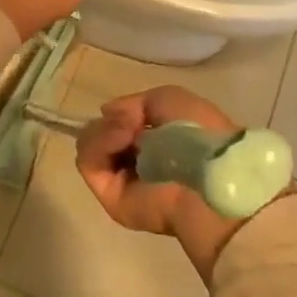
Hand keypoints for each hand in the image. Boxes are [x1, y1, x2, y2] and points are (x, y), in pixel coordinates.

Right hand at [75, 86, 257, 279]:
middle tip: (132, 122)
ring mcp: (121, 179)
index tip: (133, 112)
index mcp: (155, 142)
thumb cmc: (197, 132)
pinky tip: (121, 138)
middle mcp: (136, 161)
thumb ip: (133, 102)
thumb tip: (105, 113)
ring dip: (104, 130)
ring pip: (89, 145)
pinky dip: (98, 144)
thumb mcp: (168, 99)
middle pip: (99, 133)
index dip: (120, 114)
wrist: (208, 175)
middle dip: (111, 122)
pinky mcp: (110, 197)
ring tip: (128, 130)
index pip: (118, 124)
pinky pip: (88, 163)